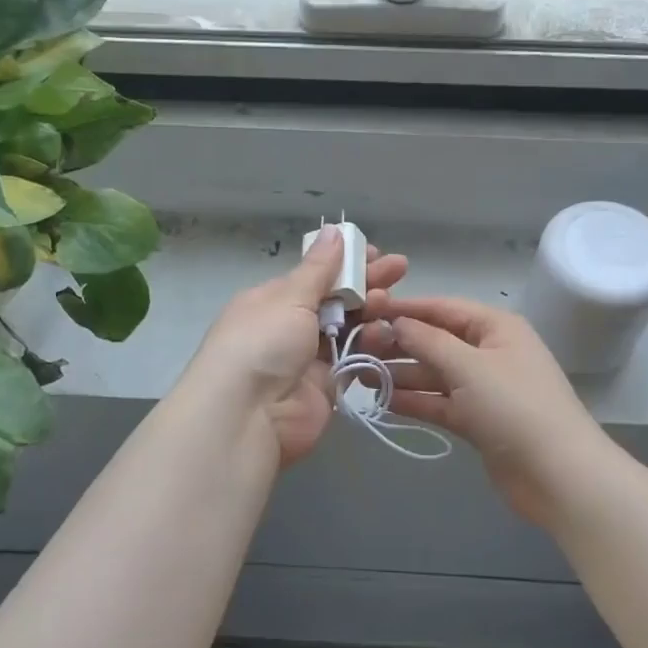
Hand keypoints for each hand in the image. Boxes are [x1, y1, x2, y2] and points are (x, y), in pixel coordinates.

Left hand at [186, 225, 408, 467]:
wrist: (247, 416)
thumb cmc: (262, 343)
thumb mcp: (289, 297)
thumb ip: (318, 268)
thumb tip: (333, 230)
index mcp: (273, 299)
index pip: (315, 275)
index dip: (346, 263)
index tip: (376, 253)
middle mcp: (290, 326)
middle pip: (335, 299)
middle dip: (366, 283)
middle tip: (399, 269)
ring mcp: (308, 358)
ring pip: (348, 328)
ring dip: (371, 313)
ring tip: (390, 302)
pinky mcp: (326, 386)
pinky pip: (353, 359)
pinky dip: (370, 345)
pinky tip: (388, 332)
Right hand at [375, 298, 603, 524]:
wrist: (558, 475)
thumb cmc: (515, 407)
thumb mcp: (469, 366)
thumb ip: (428, 341)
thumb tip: (396, 322)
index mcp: (496, 327)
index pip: (443, 308)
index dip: (406, 309)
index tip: (366, 311)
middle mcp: (490, 352)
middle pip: (437, 341)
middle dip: (399, 344)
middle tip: (355, 348)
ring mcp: (485, 388)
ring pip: (435, 374)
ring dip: (401, 374)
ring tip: (359, 375)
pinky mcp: (478, 420)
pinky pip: (440, 402)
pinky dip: (415, 401)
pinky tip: (382, 400)